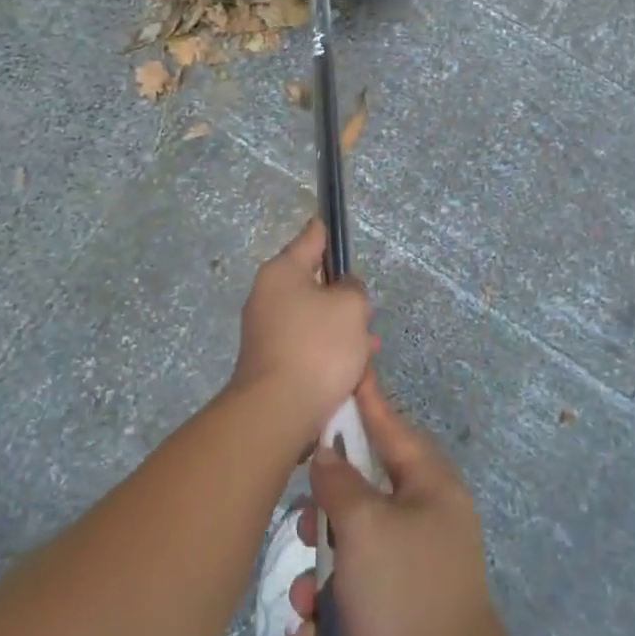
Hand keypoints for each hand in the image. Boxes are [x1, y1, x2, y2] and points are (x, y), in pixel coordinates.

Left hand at [231, 219, 378, 448]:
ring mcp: (266, 331)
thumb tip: (342, 290)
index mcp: (282, 272)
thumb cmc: (317, 347)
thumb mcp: (350, 306)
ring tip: (369, 346)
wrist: (278, 411)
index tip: (334, 224)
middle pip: (313, 283)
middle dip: (343, 297)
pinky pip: (307, 346)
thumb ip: (352, 289)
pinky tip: (353, 369)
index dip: (327, 232)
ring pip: (314, 318)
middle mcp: (267, 296)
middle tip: (367, 312)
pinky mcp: (272, 362)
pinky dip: (329, 352)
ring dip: (342, 329)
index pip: (310, 239)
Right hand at [309, 376, 511, 635]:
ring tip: (307, 593)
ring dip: (322, 566)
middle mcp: (426, 518)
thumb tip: (327, 454)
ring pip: (352, 543)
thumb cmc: (404, 593)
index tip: (348, 370)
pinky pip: (354, 590)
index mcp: (430, 485)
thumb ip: (339, 481)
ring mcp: (414, 567)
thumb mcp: (364, 525)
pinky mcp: (399, 611)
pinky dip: (333, 606)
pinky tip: (316, 630)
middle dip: (329, 507)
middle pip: (365, 488)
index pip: (391, 425)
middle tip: (307, 518)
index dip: (365, 399)